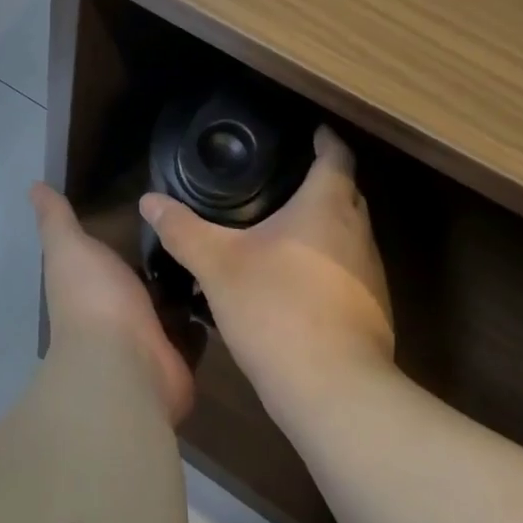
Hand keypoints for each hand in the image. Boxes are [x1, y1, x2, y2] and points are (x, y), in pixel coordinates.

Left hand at [32, 183, 195, 422]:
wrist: (125, 365)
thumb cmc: (95, 298)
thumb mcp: (70, 247)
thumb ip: (56, 219)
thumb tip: (33, 185)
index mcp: (91, 283)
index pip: (111, 255)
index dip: (128, 234)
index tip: (157, 205)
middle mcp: (117, 310)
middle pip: (145, 279)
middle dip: (166, 259)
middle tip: (199, 224)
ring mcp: (148, 337)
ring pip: (172, 304)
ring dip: (188, 286)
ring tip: (219, 250)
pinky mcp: (178, 357)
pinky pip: (195, 333)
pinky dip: (206, 318)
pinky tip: (228, 288)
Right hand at [141, 126, 392, 424]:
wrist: (334, 392)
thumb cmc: (276, 309)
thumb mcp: (217, 265)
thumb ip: (183, 230)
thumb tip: (148, 200)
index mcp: (327, 205)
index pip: (336, 155)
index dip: (325, 138)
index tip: (309, 130)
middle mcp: (358, 232)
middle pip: (347, 192)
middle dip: (323, 180)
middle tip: (284, 177)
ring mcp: (372, 274)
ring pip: (350, 233)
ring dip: (326, 225)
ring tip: (287, 226)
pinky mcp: (373, 311)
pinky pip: (350, 270)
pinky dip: (329, 262)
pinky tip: (298, 280)